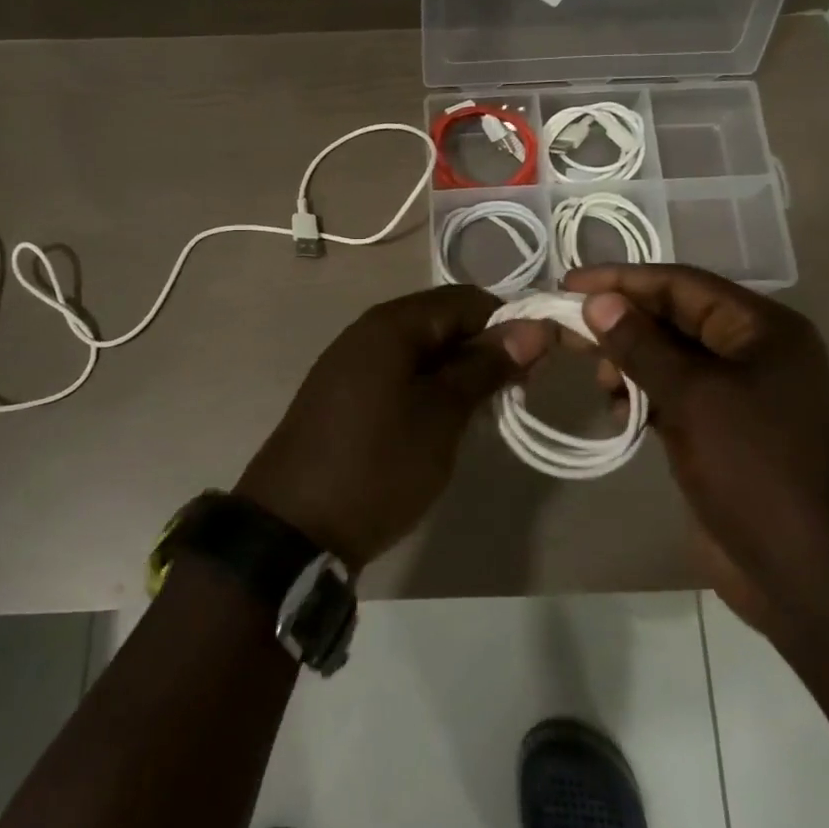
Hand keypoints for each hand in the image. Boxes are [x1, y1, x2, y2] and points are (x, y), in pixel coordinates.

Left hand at [235, 285, 551, 569]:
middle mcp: (369, 331)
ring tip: (484, 412)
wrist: (293, 529)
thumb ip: (485, 366)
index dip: (509, 324)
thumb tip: (533, 327)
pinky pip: (399, 374)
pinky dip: (429, 388)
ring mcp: (351, 362)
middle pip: (443, 321)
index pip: (467, 299)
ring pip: (422, 350)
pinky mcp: (344, 394)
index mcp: (392, 323)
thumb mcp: (442, 415)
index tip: (535, 366)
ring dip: (458, 372)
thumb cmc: (378, 464)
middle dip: (484, 350)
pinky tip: (443, 421)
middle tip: (513, 394)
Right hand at [563, 264, 828, 632]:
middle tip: (569, 335)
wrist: (809, 576)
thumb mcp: (693, 398)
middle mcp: (754, 352)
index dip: (621, 280)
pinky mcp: (724, 431)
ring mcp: (741, 394)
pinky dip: (643, 396)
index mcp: (762, 329)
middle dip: (622, 323)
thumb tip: (596, 301)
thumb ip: (641, 344)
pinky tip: (617, 410)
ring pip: (670, 357)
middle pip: (674, 317)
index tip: (567, 284)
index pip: (680, 284)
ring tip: (601, 384)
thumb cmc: (756, 470)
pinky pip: (675, 395)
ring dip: (630, 362)